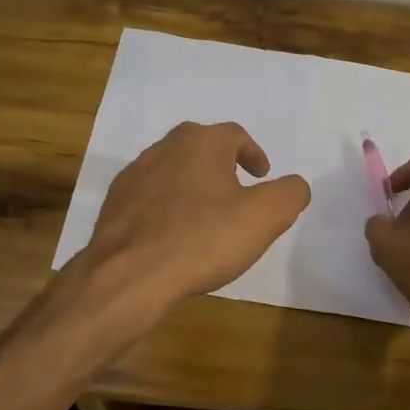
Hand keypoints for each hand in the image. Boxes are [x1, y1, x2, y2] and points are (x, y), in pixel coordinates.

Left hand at [83, 121, 310, 305]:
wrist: (129, 274)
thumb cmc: (202, 239)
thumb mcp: (264, 217)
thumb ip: (289, 194)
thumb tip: (295, 185)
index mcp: (202, 143)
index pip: (235, 135)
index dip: (253, 154)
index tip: (262, 175)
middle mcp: (164, 148)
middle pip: (200, 147)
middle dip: (221, 165)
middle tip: (236, 190)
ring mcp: (134, 175)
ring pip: (172, 171)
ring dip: (191, 185)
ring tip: (205, 215)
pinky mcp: (114, 204)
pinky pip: (149, 198)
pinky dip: (166, 208)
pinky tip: (173, 235)